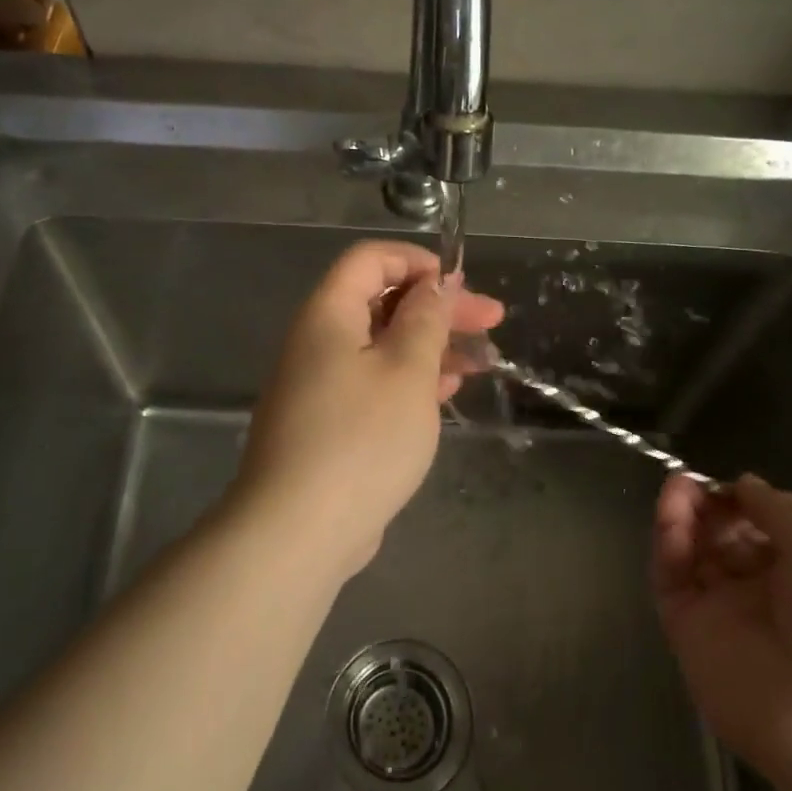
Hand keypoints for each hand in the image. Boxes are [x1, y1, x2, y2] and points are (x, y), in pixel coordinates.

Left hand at [233, 241, 503, 579]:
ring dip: (430, 347)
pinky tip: (445, 392)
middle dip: (438, 308)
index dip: (418, 262)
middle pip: (381, 303)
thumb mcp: (407, 370)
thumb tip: (434, 285)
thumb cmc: (362, 439)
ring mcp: (319, 386)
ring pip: (381, 347)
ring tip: (479, 362)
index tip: (462, 285)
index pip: (370, 260)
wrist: (299, 530)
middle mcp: (317, 342)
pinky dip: (409, 381)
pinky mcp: (328, 425)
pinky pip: (372, 384)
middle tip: (492, 320)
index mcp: (328, 315)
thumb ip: (425, 320)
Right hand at [652, 473, 791, 790]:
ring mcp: (724, 613)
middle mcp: (764, 592)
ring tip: (677, 488)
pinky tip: (670, 513)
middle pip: (723, 537)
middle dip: (709, 506)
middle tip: (692, 484)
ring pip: (692, 554)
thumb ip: (780, 509)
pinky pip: (671, 580)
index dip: (744, 501)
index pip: (764, 527)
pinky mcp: (688, 633)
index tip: (729, 485)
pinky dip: (667, 544)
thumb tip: (743, 484)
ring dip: (682, 516)